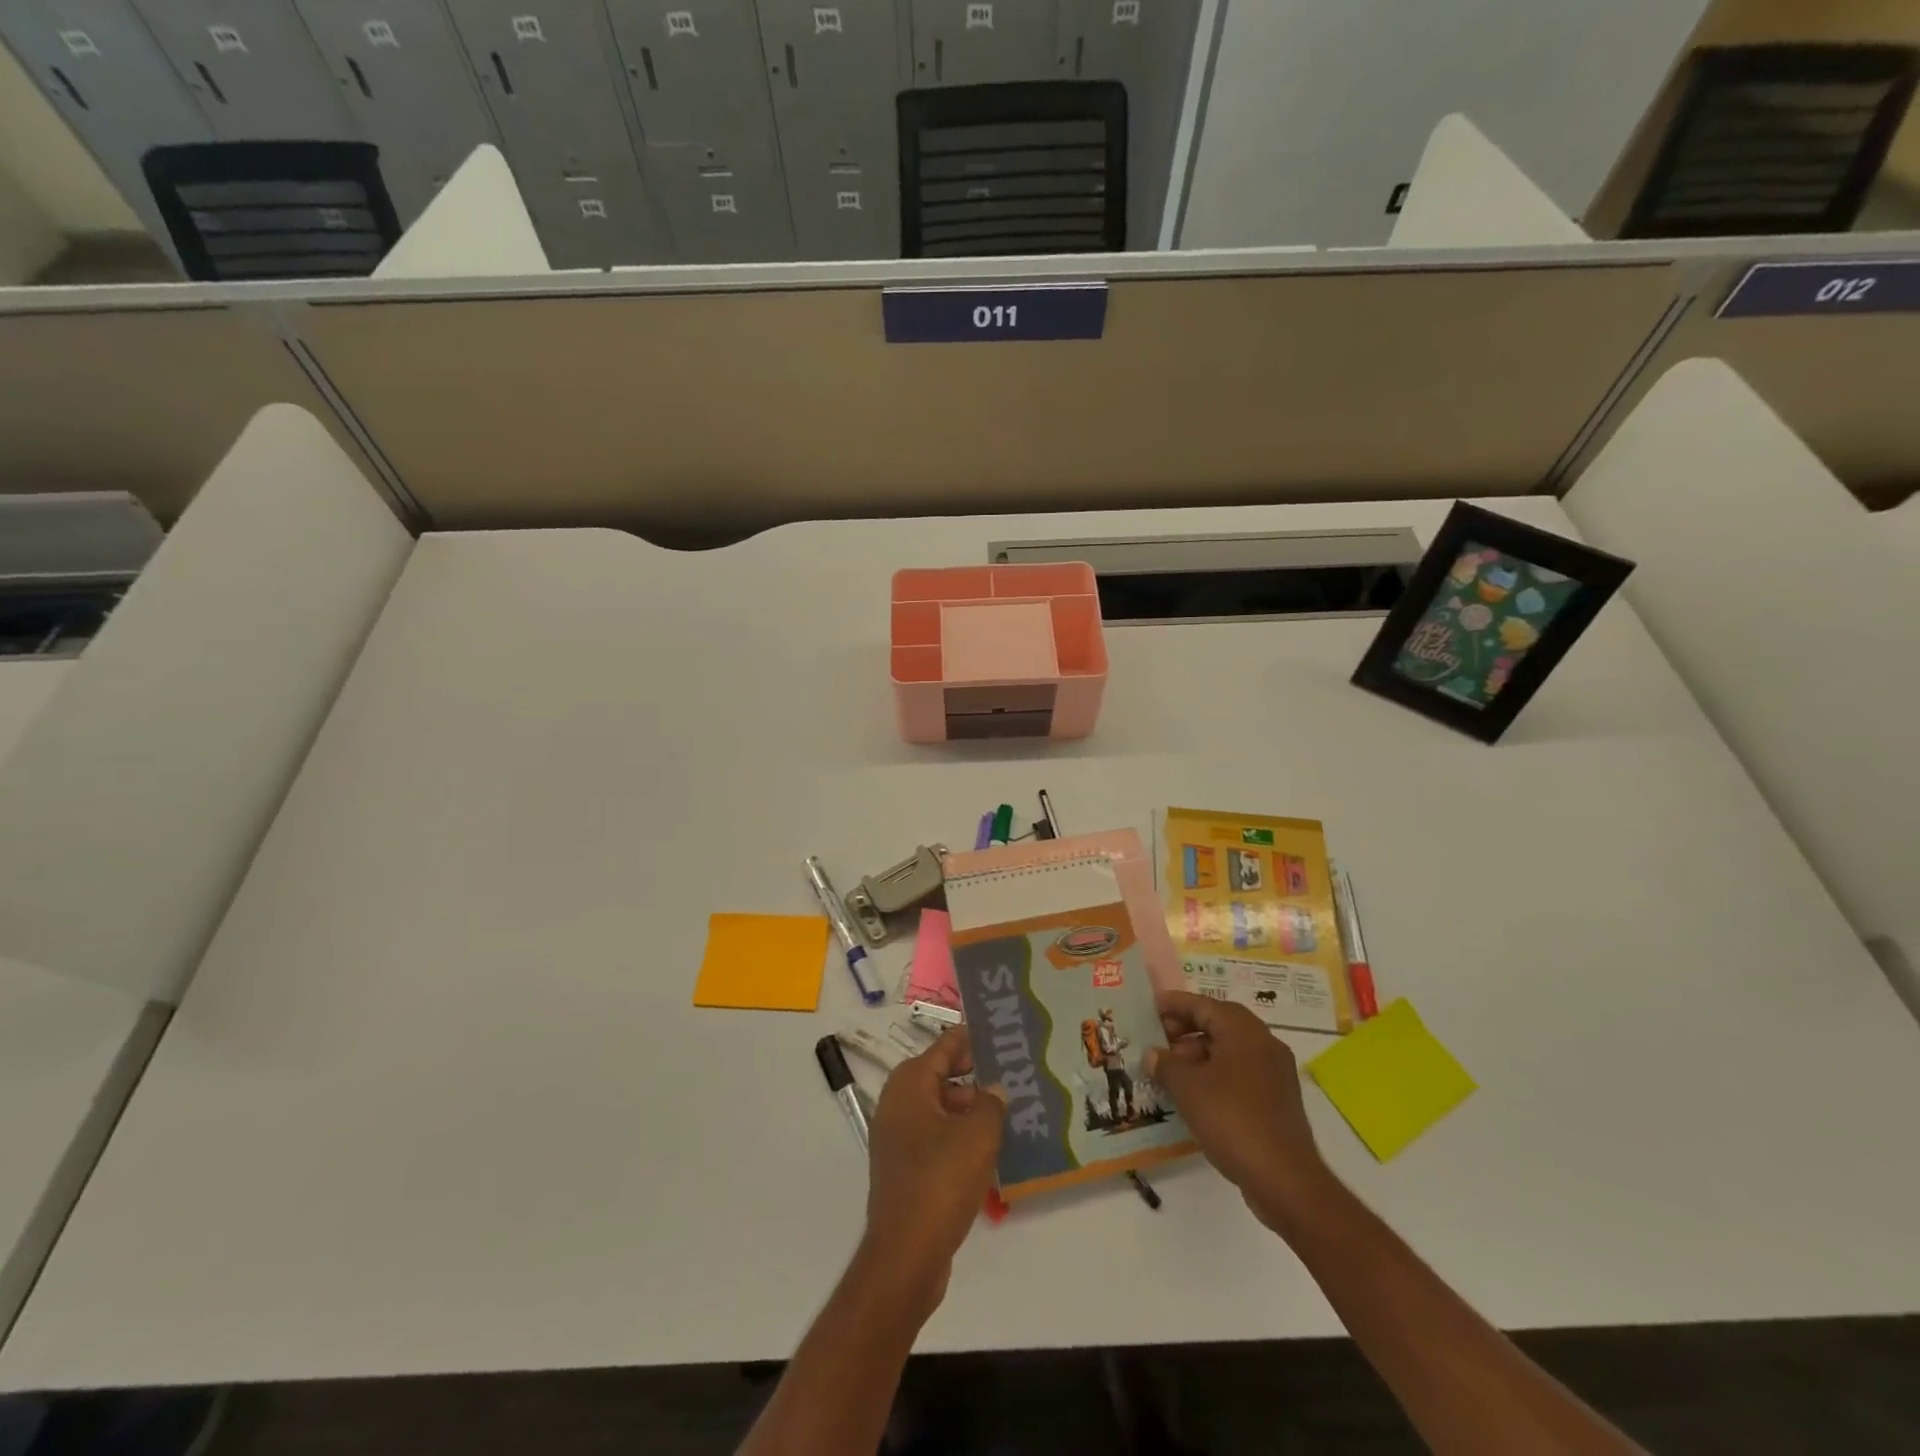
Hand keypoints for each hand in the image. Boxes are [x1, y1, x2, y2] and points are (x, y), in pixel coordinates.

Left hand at [861, 1028, 1005, 1304]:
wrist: (906, 1255)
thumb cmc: (941, 1181)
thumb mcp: (978, 1136)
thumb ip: (991, 1103)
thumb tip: (994, 1088)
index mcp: (909, 1085)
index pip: (944, 1047)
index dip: (970, 1039)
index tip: (998, 1033)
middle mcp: (897, 1104)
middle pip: (940, 1076)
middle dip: (974, 1075)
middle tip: (1010, 1075)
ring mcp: (897, 1138)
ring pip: (939, 1109)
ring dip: (969, 1109)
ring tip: (1007, 1113)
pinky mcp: (903, 1169)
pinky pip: (935, 1138)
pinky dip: (958, 1136)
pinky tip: (988, 1149)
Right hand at [1146, 990, 1331, 1233]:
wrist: (1284, 1179)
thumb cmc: (1232, 1119)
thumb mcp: (1188, 1088)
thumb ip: (1166, 1064)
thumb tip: (1153, 1054)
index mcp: (1243, 1030)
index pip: (1202, 1004)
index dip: (1174, 1004)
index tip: (1149, 1007)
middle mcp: (1263, 1043)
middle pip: (1218, 1024)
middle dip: (1185, 1030)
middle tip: (1156, 1040)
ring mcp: (1274, 1072)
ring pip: (1229, 1050)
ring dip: (1198, 1054)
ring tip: (1169, 1070)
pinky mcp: (1277, 1099)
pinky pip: (1239, 1073)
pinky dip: (1215, 1075)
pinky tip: (1193, 1094)